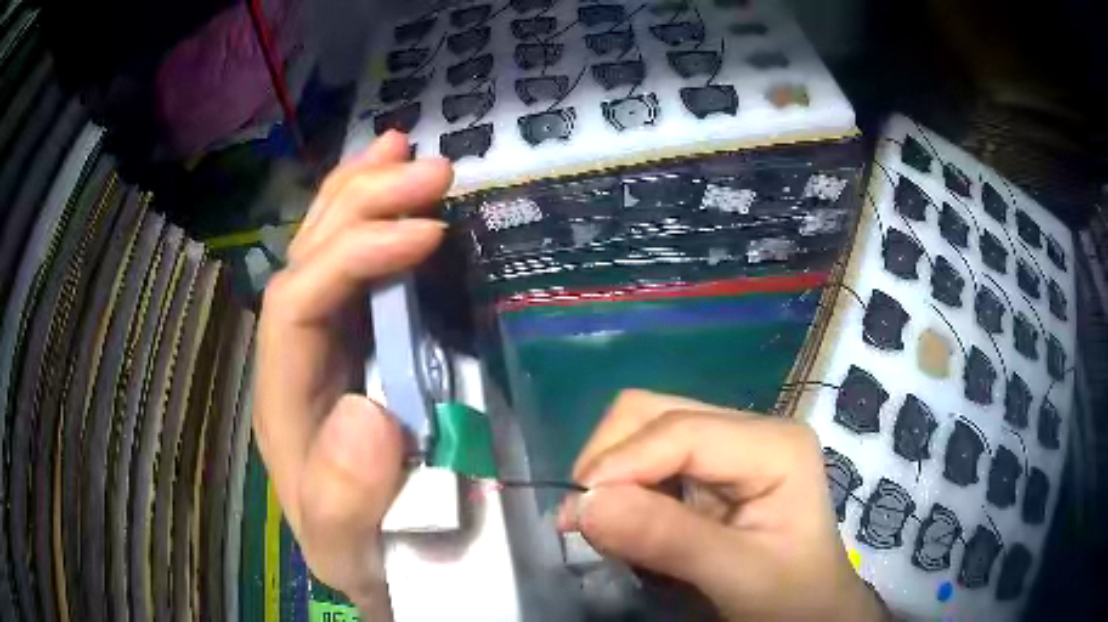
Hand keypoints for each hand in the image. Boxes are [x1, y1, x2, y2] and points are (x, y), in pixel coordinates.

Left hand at [253, 131, 452, 615]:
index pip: (299, 303)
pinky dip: (378, 225)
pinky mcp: (360, 347)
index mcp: (285, 399)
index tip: (427, 233)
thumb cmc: (364, 556)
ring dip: (363, 193)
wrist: (379, 565)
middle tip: (428, 164)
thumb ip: (341, 503)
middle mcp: (297, 359)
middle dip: (361, 200)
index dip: (356, 257)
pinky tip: (399, 199)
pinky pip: (360, 272)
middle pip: (307, 257)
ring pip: (326, 250)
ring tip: (404, 149)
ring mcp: (327, 347)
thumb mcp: (348, 552)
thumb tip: (366, 413)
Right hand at [560, 390, 886, 621]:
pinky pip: (649, 460)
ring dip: (612, 474)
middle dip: (610, 461)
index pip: (680, 431)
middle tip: (585, 519)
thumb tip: (585, 505)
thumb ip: (668, 540)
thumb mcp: (738, 574)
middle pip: (655, 413)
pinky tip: (626, 521)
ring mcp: (729, 446)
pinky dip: (624, 487)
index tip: (577, 513)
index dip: (622, 463)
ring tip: (603, 524)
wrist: (811, 610)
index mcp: (774, 444)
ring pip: (644, 430)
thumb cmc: (791, 595)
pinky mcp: (711, 469)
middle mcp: (750, 430)